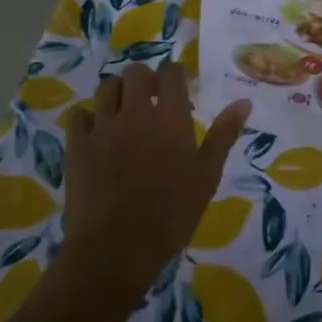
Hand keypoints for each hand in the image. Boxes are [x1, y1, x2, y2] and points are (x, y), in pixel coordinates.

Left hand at [60, 63, 250, 310]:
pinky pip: (80, 116)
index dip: (175, 75)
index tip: (179, 88)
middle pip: (135, 73)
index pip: (171, 73)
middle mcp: (134, 112)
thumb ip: (223, 135)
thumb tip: (244, 101)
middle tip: (152, 100)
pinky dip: (89, 119)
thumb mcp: (207, 176)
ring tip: (125, 113)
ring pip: (106, 88)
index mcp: (169, 118)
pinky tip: (97, 135)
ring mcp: (102, 127)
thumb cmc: (171, 215)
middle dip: (145, 80)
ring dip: (118, 93)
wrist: (116, 248)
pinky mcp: (77, 145)